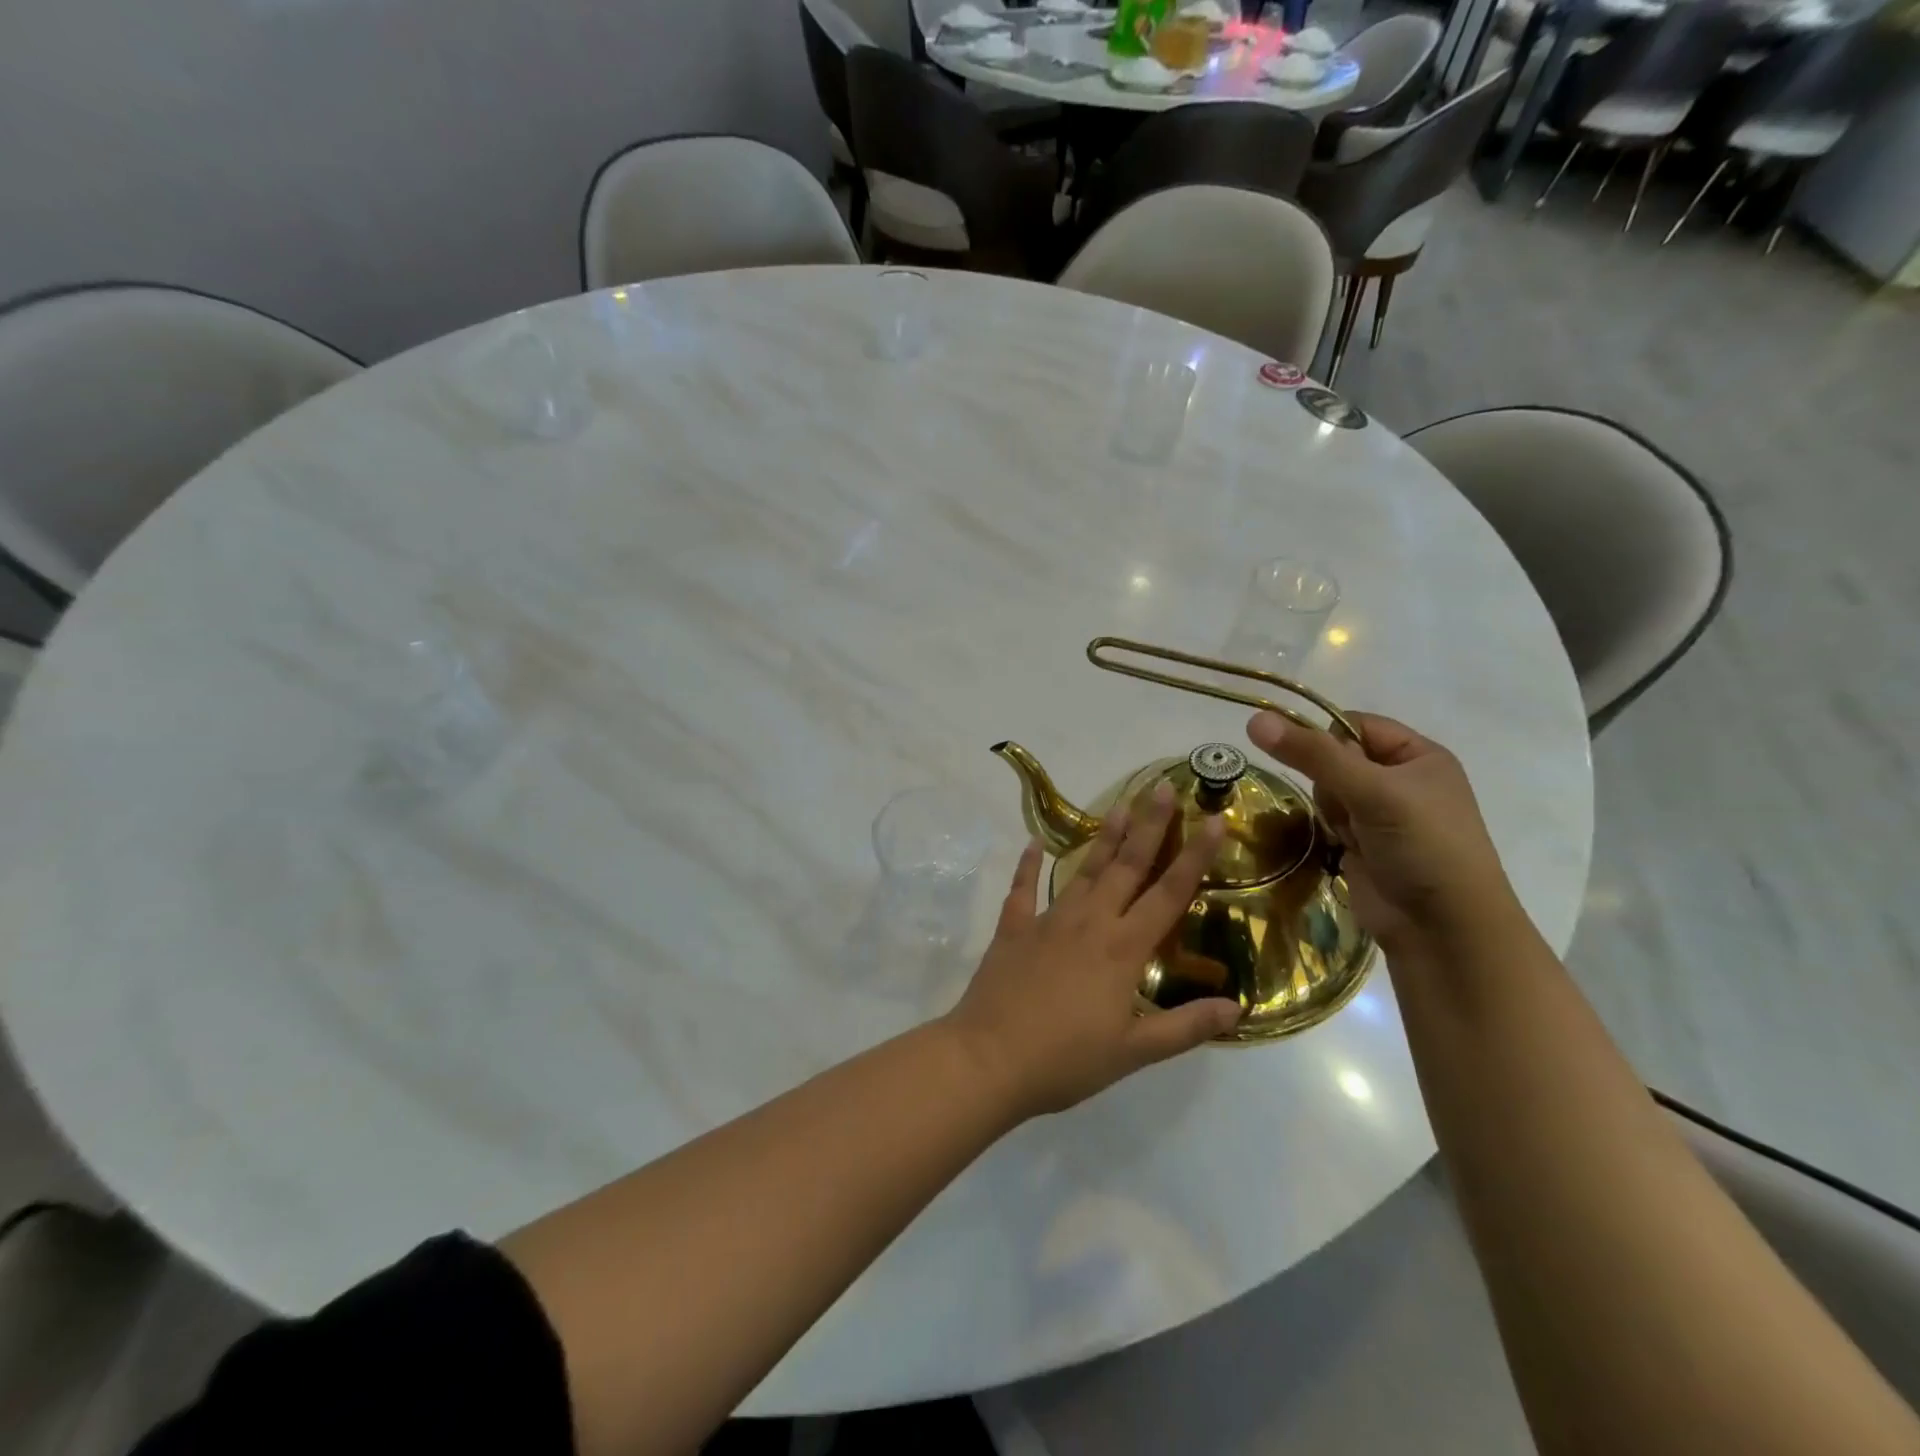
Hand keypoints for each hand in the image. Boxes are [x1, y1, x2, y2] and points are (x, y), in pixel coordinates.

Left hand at [943, 786, 1240, 1118]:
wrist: (989, 1058)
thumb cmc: (1066, 1060)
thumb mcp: (1134, 1052)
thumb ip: (1186, 1027)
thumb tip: (1237, 1009)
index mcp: (1123, 949)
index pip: (1169, 894)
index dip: (1195, 857)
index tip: (1214, 820)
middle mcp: (1089, 922)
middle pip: (1126, 866)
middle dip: (1149, 825)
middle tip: (1162, 787)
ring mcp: (1047, 920)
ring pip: (1082, 870)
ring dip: (1103, 837)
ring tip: (1119, 805)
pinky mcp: (1013, 929)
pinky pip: (1022, 889)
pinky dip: (1028, 865)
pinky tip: (1034, 842)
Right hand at [1246, 710, 1522, 957]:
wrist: (1444, 930)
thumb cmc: (1422, 847)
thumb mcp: (1371, 791)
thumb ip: (1312, 754)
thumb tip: (1255, 719)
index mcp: (1420, 755)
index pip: (1355, 724)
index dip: (1327, 739)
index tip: (1314, 763)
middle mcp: (1402, 779)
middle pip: (1336, 759)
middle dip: (1330, 783)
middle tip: (1348, 809)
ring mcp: (1383, 814)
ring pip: (1328, 791)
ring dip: (1331, 811)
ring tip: (1351, 836)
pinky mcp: (1365, 844)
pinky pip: (1330, 820)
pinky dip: (1330, 830)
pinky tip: (1344, 848)